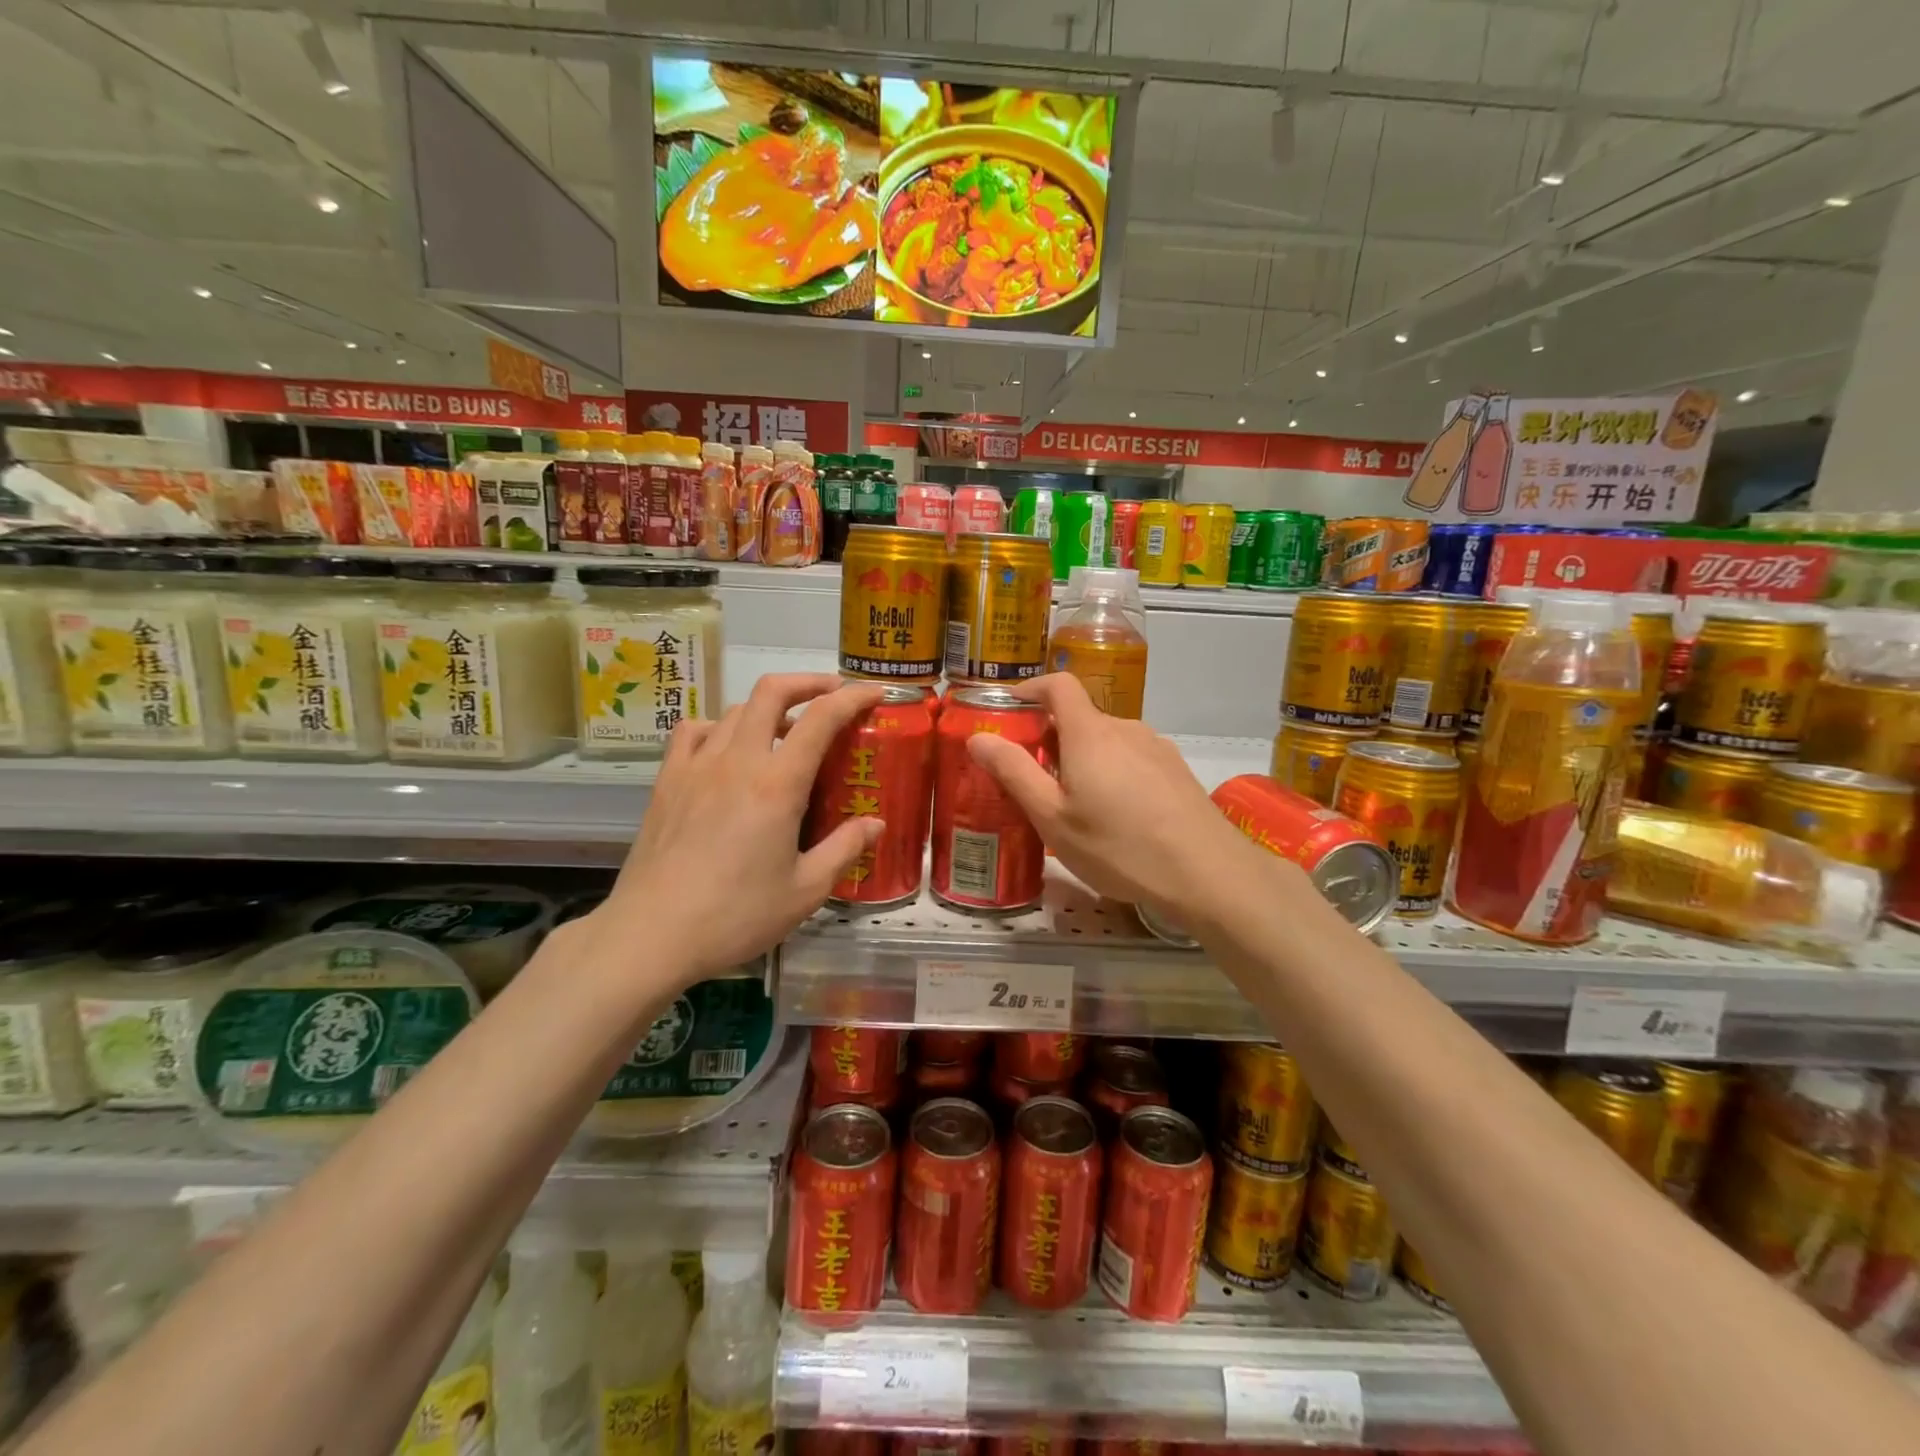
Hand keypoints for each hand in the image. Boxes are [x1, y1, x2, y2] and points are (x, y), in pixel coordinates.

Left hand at [603, 674, 887, 981]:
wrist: (651, 935)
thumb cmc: (735, 916)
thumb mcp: (805, 891)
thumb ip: (844, 849)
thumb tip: (876, 824)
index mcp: (777, 785)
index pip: (821, 719)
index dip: (852, 698)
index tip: (874, 693)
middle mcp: (737, 761)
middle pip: (771, 693)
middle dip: (808, 682)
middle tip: (832, 694)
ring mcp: (696, 766)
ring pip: (735, 710)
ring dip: (768, 708)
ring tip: (786, 732)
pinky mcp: (667, 781)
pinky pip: (694, 731)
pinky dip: (719, 726)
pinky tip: (727, 749)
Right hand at [964, 673, 1255, 914]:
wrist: (1208, 873)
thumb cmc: (1119, 846)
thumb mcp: (1053, 817)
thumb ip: (1014, 772)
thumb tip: (979, 737)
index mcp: (1090, 733)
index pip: (1059, 685)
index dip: (1031, 688)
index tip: (1009, 710)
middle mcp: (1126, 728)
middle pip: (1081, 718)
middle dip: (1051, 738)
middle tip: (1033, 779)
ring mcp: (1157, 748)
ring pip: (1107, 741)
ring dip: (1083, 759)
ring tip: (1074, 805)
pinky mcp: (1176, 771)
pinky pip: (1132, 758)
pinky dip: (1111, 772)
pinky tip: (1116, 817)